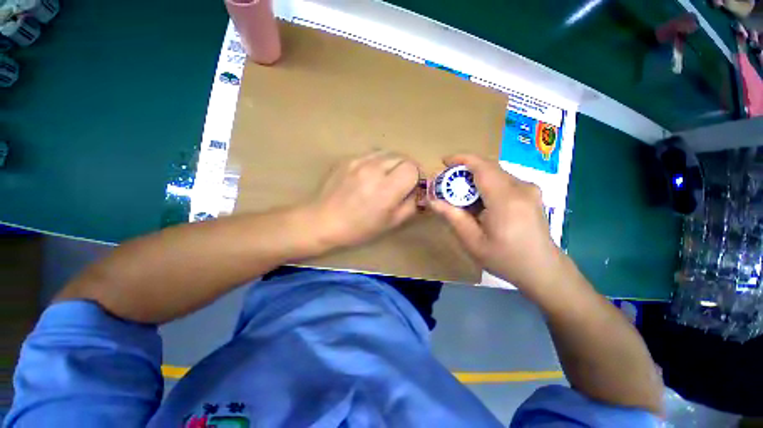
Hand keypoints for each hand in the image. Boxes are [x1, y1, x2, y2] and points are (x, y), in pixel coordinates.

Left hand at [309, 151, 420, 249]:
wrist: (323, 220)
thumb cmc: (358, 228)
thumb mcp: (390, 223)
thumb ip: (411, 205)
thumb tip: (420, 192)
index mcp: (385, 189)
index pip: (412, 168)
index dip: (417, 176)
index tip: (413, 185)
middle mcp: (373, 170)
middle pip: (402, 157)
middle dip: (407, 168)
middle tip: (402, 181)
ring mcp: (358, 161)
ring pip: (387, 153)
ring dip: (393, 163)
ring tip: (386, 177)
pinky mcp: (348, 159)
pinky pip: (371, 155)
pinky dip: (377, 162)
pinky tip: (370, 175)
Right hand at [428, 154, 563, 291]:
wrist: (542, 269)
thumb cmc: (505, 259)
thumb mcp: (472, 241)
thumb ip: (452, 217)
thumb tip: (432, 201)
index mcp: (506, 200)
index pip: (482, 167)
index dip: (461, 159)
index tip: (444, 161)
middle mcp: (521, 188)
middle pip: (488, 167)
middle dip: (465, 170)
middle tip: (447, 182)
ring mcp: (529, 189)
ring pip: (496, 173)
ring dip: (475, 178)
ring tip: (460, 193)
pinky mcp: (531, 193)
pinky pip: (504, 180)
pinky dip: (487, 184)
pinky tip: (479, 200)